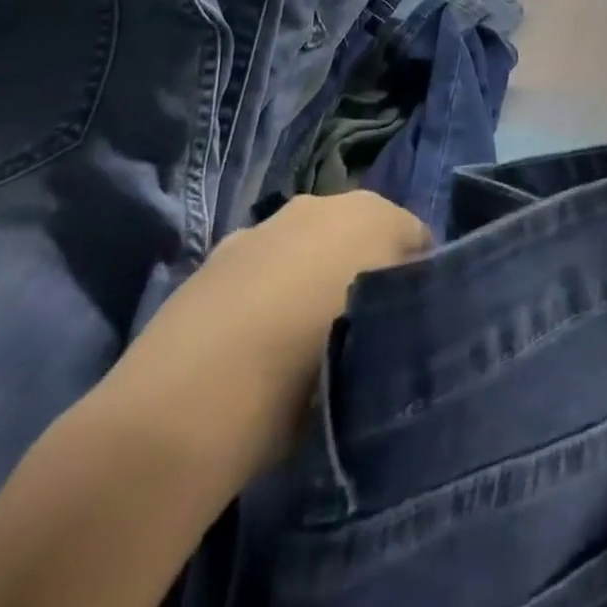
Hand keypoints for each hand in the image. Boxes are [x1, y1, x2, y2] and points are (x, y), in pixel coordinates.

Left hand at [103, 193, 429, 472]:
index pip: (417, 239)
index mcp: (373, 214)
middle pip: (361, 235)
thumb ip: (399, 315)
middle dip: (366, 271)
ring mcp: (265, 227)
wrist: (188, 402)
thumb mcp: (380, 348)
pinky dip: (270, 288)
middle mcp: (322, 204)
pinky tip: (257, 340)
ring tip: (306, 342)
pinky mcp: (217, 256)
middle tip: (363, 333)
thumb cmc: (308, 368)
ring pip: (309, 247)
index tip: (409, 327)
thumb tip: (397, 313)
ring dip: (314, 277)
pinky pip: (264, 266)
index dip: (418, 282)